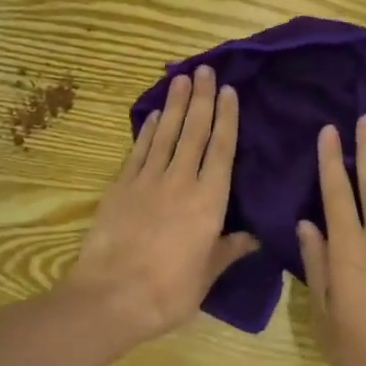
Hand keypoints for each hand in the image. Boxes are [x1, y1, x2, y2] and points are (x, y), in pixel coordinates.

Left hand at [63, 66, 258, 343]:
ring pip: (165, 133)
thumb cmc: (168, 292)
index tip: (228, 91)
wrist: (111, 296)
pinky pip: (138, 151)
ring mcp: (147, 180)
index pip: (221, 149)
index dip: (226, 118)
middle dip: (201, 98)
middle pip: (194, 131)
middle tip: (205, 69)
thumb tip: (254, 237)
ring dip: (174, 104)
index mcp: (209, 201)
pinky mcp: (121, 186)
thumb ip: (229, 250)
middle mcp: (180, 181)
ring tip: (181, 78)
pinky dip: (146, 131)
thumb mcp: (207, 276)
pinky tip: (152, 117)